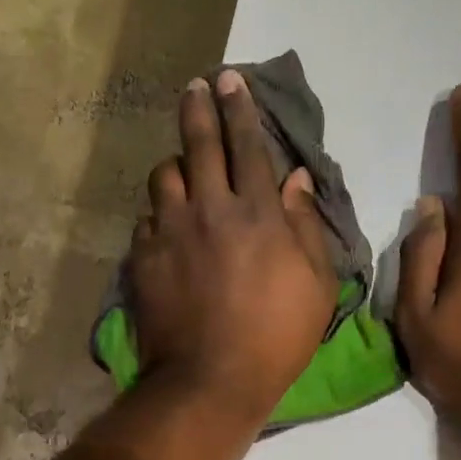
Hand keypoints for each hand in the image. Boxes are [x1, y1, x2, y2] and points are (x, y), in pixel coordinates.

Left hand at [130, 70, 337, 421]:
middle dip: (199, 108)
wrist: (210, 379)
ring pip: (165, 176)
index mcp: (257, 213)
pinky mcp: (143, 258)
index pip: (247, 145)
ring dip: (176, 165)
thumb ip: (306, 226)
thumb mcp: (317, 286)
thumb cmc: (277, 337)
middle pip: (199, 144)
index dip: (239, 108)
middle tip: (196, 87)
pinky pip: (147, 219)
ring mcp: (170, 232)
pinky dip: (159, 214)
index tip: (230, 80)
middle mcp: (209, 209)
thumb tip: (295, 179)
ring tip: (182, 168)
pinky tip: (166, 225)